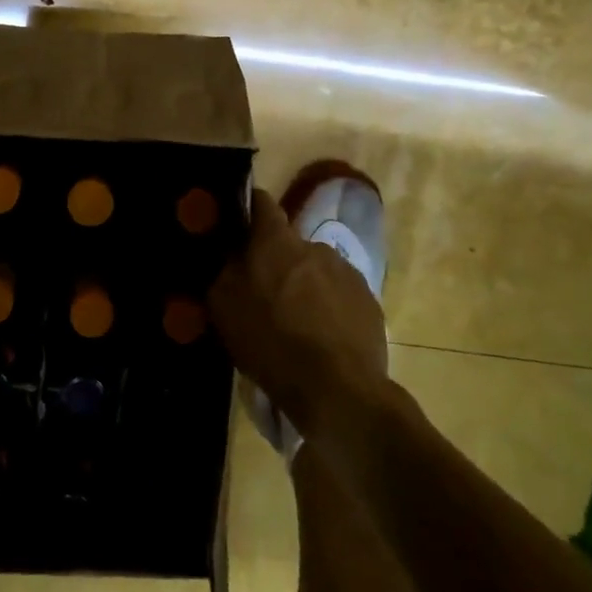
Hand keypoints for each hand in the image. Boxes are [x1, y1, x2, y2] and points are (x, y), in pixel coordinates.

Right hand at [208, 189, 392, 436]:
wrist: (337, 389)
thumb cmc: (270, 342)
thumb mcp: (224, 307)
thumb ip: (222, 270)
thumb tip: (225, 252)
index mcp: (276, 242)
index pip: (261, 202)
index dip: (248, 209)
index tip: (237, 225)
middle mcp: (314, 245)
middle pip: (288, 244)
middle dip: (275, 261)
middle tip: (263, 293)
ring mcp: (347, 272)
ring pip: (315, 270)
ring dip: (304, 285)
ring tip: (295, 322)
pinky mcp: (369, 301)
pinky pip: (340, 295)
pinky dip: (328, 308)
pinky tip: (321, 338)